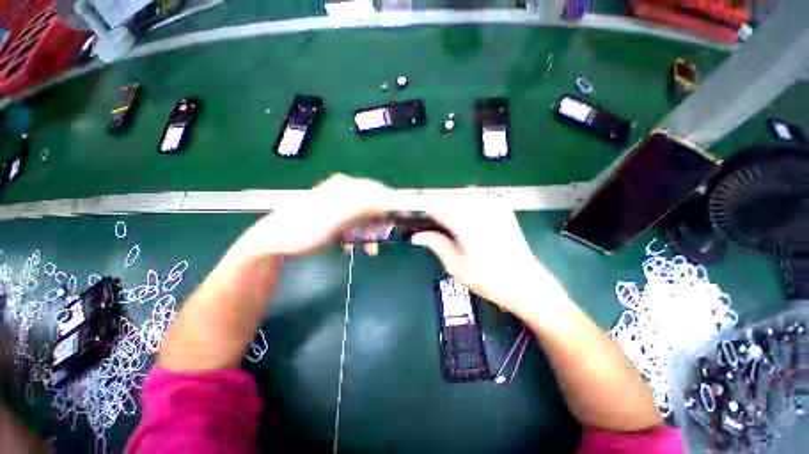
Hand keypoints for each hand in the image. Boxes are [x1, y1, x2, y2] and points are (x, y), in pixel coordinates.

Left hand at [233, 174, 394, 258]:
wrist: (275, 242)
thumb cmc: (307, 227)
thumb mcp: (338, 215)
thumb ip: (364, 205)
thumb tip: (390, 200)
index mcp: (345, 185)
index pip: (377, 191)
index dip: (391, 205)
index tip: (401, 220)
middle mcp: (343, 191)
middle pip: (372, 204)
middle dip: (380, 222)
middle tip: (386, 237)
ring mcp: (338, 205)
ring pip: (363, 217)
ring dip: (369, 233)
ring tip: (372, 250)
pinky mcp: (333, 217)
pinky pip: (352, 225)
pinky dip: (356, 236)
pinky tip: (353, 247)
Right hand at [411, 194, 566, 317]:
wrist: (526, 283)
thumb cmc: (489, 279)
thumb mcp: (456, 266)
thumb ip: (436, 245)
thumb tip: (416, 236)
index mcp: (467, 224)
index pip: (438, 206)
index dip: (422, 206)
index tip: (411, 210)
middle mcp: (481, 209)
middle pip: (450, 195)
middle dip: (434, 199)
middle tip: (423, 210)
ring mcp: (495, 206)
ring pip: (464, 192)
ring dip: (449, 197)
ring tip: (439, 209)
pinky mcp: (503, 208)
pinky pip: (479, 196)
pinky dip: (465, 198)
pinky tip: (460, 209)